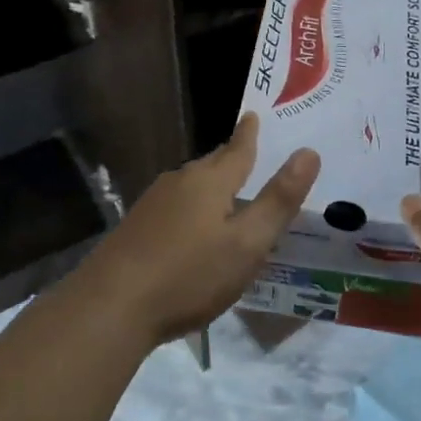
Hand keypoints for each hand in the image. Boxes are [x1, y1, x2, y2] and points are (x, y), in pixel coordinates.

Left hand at [87, 113, 318, 347]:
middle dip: (230, 158)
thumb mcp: (247, 244)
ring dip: (210, 186)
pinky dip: (190, 209)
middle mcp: (179, 182)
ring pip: (190, 185)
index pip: (237, 150)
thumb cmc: (189, 275)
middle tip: (248, 154)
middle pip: (211, 165)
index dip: (248, 134)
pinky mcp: (135, 228)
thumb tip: (309, 152)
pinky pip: (173, 206)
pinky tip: (191, 229)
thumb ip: (279, 200)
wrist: (111, 306)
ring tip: (226, 193)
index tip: (252, 114)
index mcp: (210, 182)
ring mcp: (152, 204)